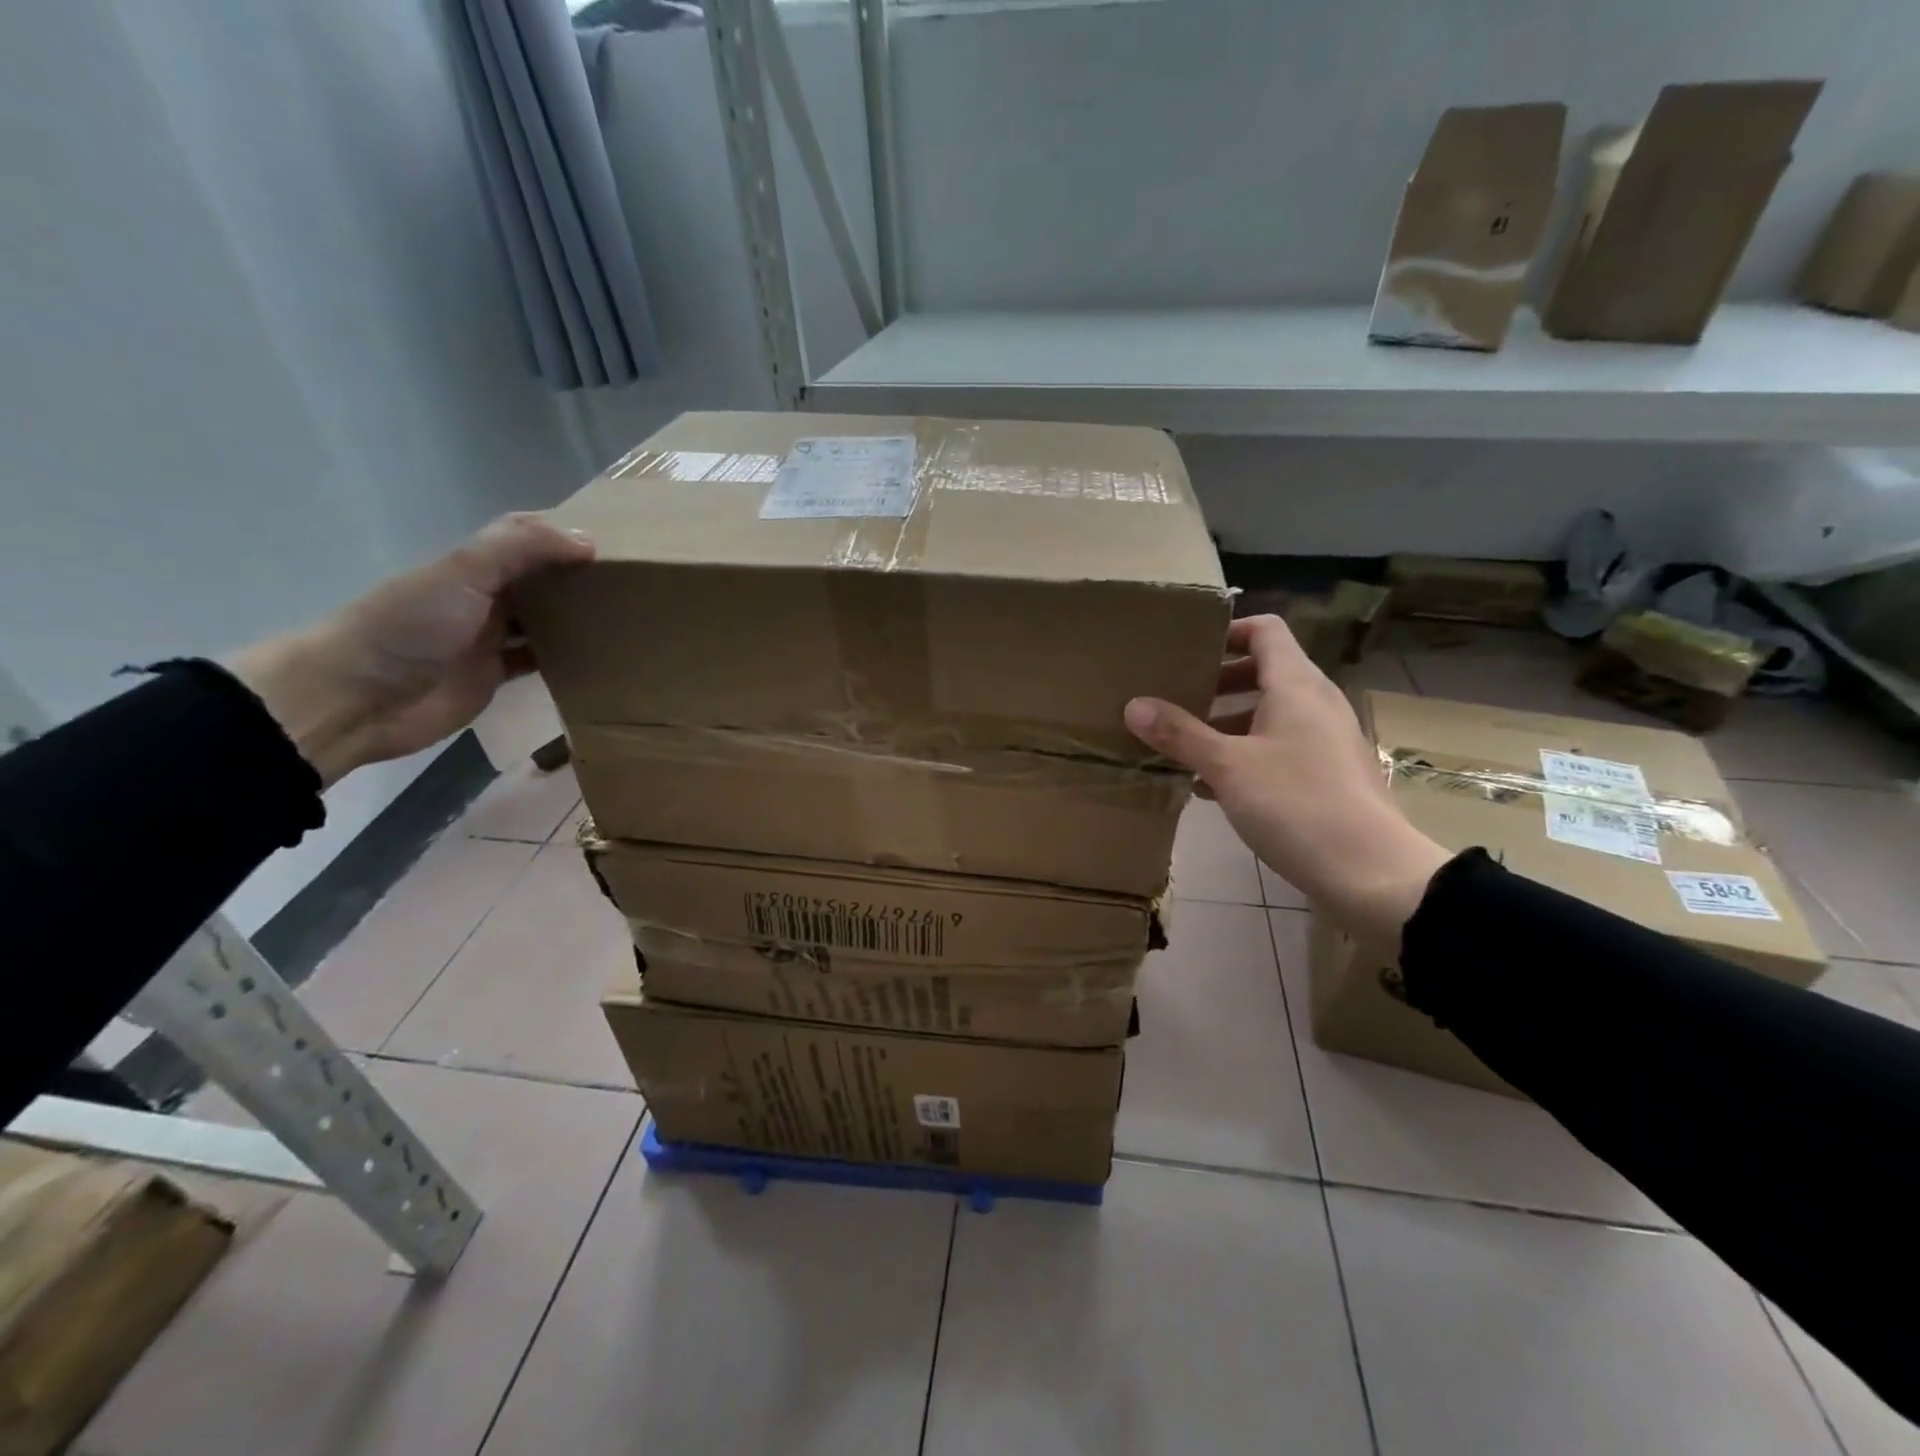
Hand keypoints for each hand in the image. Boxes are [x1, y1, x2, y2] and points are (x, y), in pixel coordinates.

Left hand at [228, 514, 592, 787]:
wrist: (359, 697)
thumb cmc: (410, 626)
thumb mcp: (464, 573)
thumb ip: (521, 549)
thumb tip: (588, 541)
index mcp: (472, 564)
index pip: (525, 536)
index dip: (563, 533)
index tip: (614, 540)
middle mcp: (482, 596)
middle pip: (538, 579)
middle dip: (577, 576)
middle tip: (630, 582)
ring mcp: (487, 638)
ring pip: (543, 620)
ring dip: (575, 618)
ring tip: (625, 618)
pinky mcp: (493, 676)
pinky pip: (538, 661)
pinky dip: (564, 659)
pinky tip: (597, 658)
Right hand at [1124, 614, 1448, 941]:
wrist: (1370, 874)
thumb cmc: (1297, 805)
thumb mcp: (1228, 767)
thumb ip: (1180, 734)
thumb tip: (1133, 705)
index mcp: (1296, 686)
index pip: (1264, 631)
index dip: (1227, 631)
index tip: (1187, 649)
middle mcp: (1316, 703)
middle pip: (1264, 672)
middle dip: (1217, 682)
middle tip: (1175, 697)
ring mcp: (1325, 740)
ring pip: (1269, 714)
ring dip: (1226, 722)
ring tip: (1183, 744)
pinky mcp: (1327, 775)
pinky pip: (1279, 747)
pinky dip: (1244, 754)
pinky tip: (1210, 786)